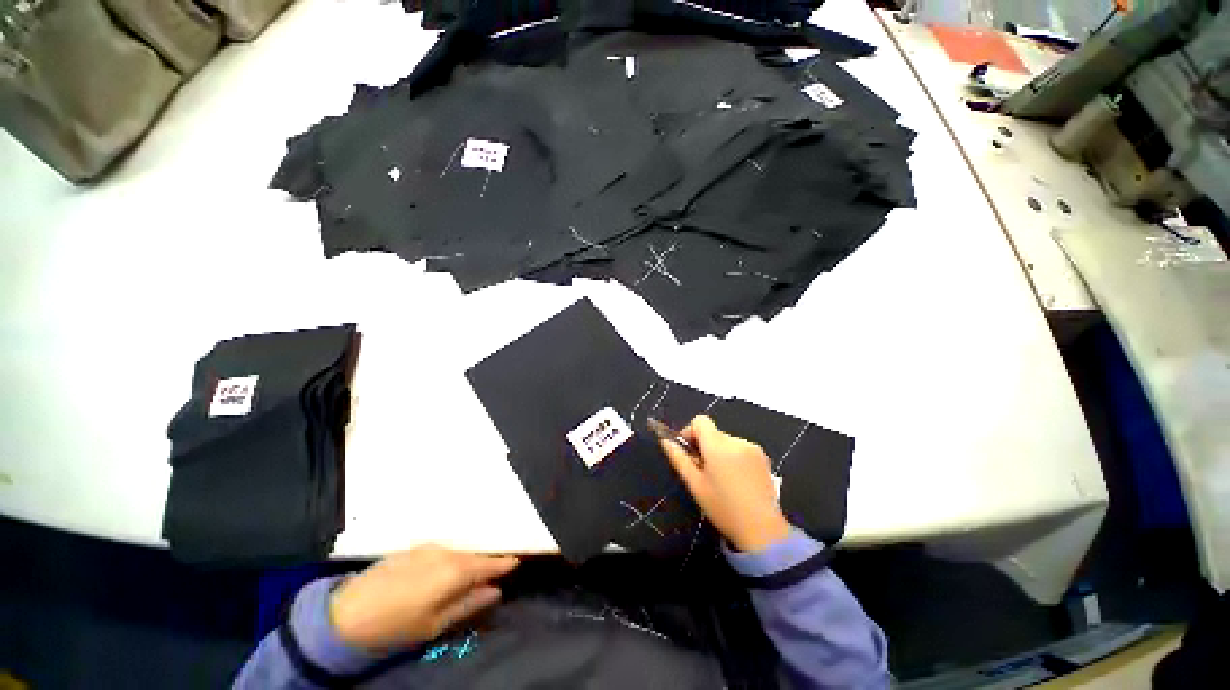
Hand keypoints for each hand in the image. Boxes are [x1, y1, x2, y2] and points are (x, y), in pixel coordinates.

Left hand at [330, 544, 518, 652]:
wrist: (346, 612)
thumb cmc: (397, 624)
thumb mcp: (435, 624)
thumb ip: (469, 604)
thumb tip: (496, 591)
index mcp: (455, 569)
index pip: (489, 563)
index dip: (504, 563)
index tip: (517, 562)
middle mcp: (446, 551)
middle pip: (474, 555)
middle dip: (485, 564)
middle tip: (492, 575)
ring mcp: (428, 547)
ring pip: (458, 552)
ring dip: (466, 562)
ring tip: (468, 576)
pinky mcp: (413, 548)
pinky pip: (442, 551)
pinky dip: (450, 559)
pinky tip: (444, 571)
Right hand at [660, 415, 790, 551]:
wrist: (763, 530)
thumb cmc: (723, 508)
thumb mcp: (695, 485)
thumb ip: (679, 459)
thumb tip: (665, 441)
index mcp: (718, 445)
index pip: (700, 421)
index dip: (690, 432)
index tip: (688, 452)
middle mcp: (736, 441)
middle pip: (713, 433)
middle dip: (704, 446)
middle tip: (702, 472)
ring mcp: (753, 448)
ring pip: (727, 442)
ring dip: (719, 453)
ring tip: (721, 479)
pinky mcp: (764, 458)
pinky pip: (741, 449)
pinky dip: (734, 458)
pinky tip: (737, 481)